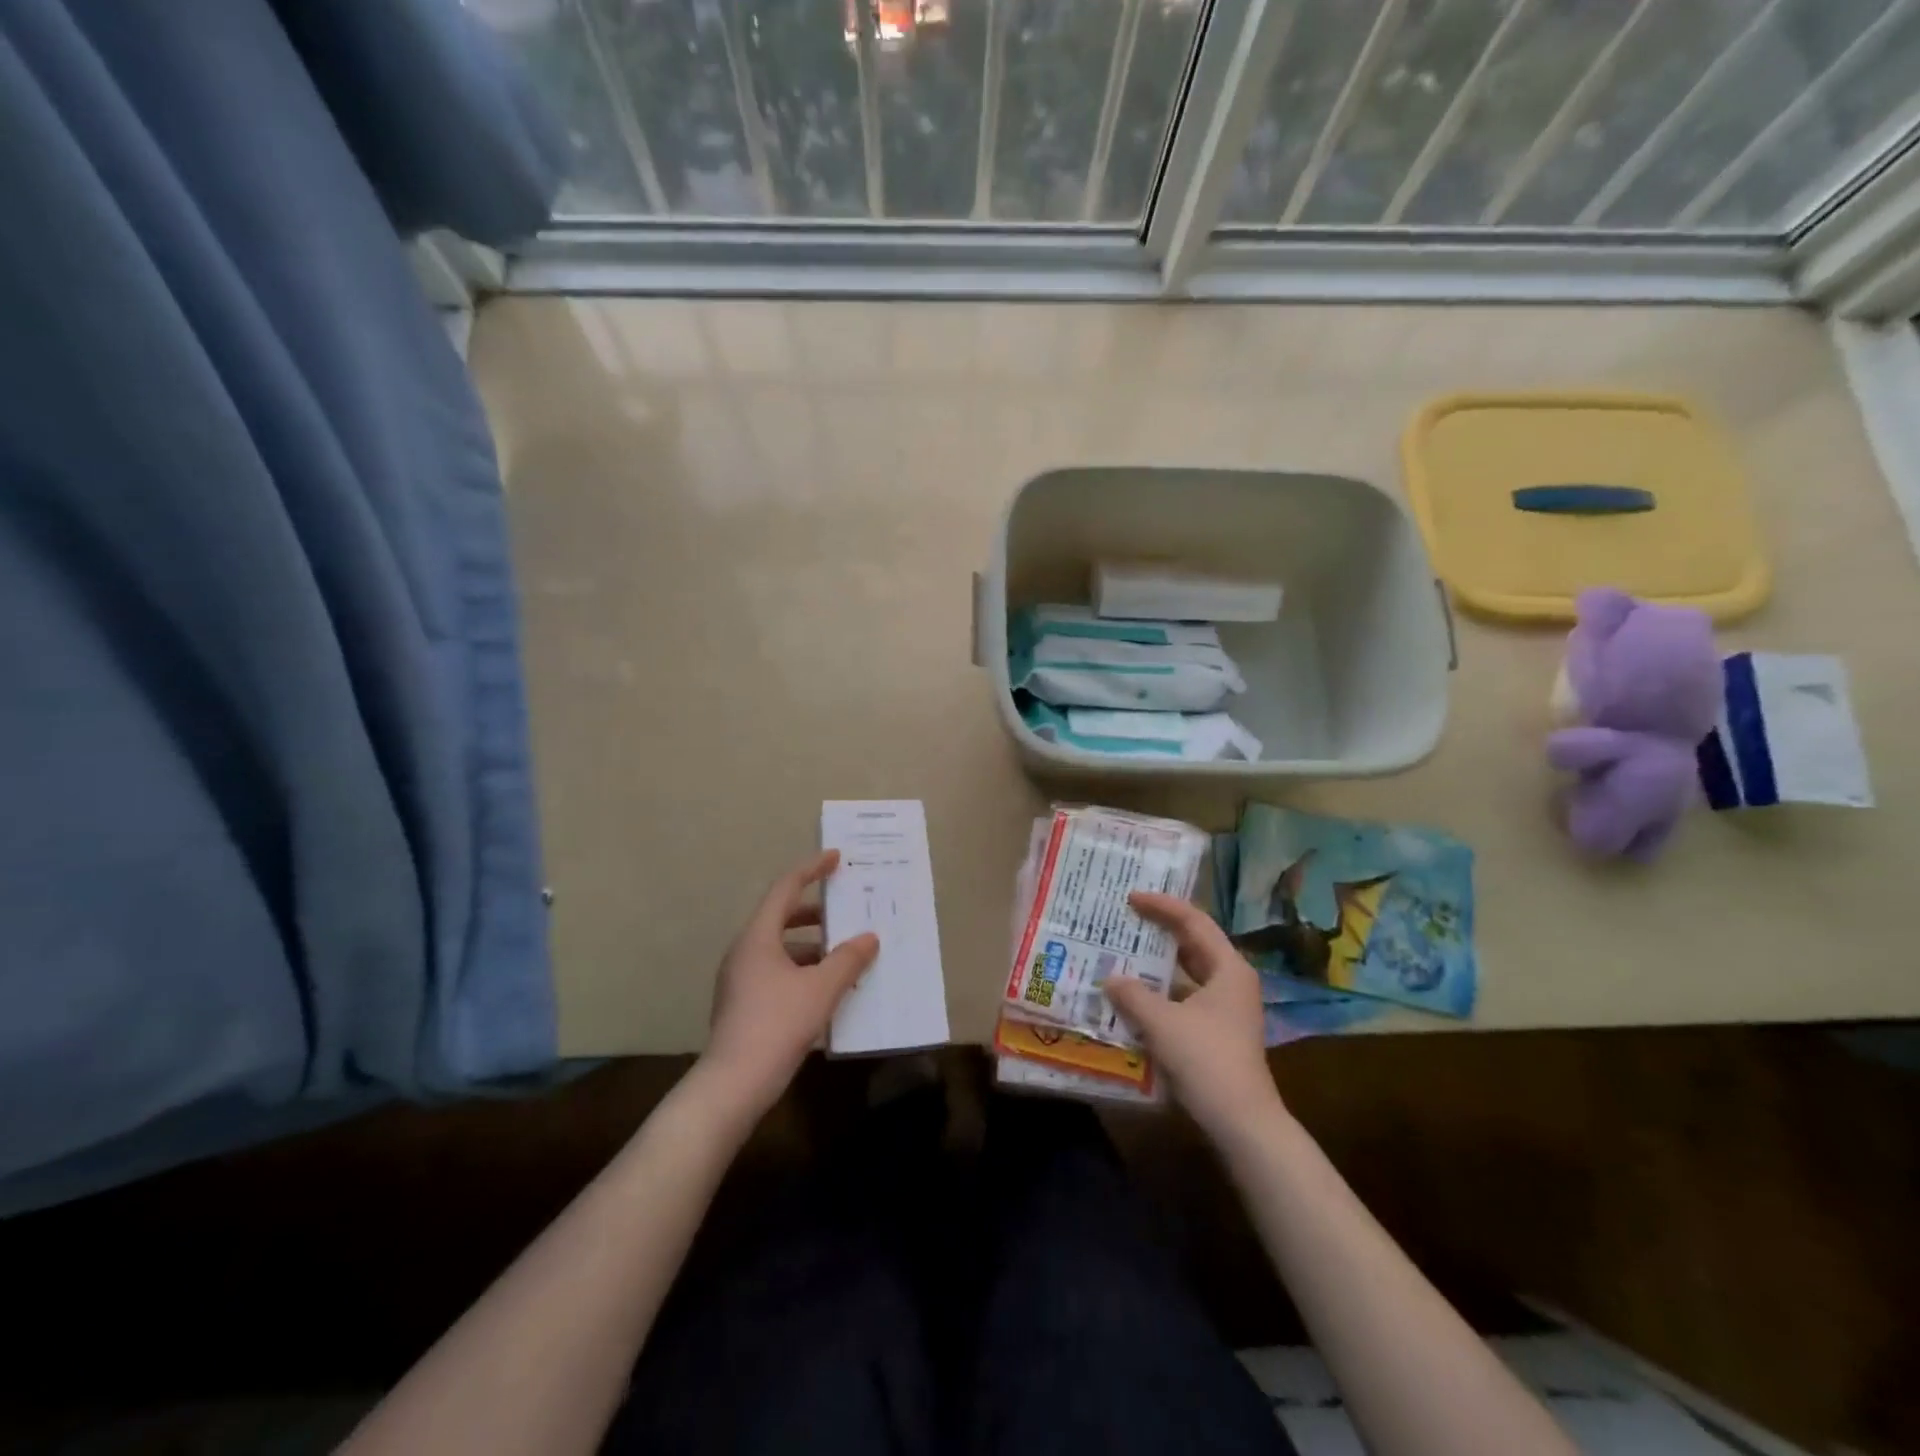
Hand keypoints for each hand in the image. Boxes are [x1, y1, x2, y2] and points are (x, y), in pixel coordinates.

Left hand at [697, 850, 879, 1122]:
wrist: (733, 1084)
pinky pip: (777, 972)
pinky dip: (803, 970)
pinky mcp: (743, 1004)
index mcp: (758, 937)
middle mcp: (745, 951)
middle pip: (781, 917)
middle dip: (816, 912)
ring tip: (845, 955)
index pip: (786, 889)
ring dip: (812, 946)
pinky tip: (828, 989)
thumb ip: (848, 959)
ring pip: (780, 948)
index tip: (835, 859)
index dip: (811, 869)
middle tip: (846, 911)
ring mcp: (740, 979)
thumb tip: (870, 938)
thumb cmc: (777, 1024)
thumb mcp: (822, 989)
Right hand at [1103, 891, 1283, 1140]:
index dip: (1162, 905)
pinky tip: (1134, 998)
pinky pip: (1185, 998)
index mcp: (1228, 967)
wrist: (1243, 1123)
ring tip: (1123, 954)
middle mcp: (1231, 981)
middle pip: (1193, 943)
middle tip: (1125, 920)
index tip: (1131, 897)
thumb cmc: (1206, 1061)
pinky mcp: (1218, 1032)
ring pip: (1188, 973)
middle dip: (1159, 931)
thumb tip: (1109, 978)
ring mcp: (1227, 1008)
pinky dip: (1161, 993)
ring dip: (1158, 964)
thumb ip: (1132, 994)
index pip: (1193, 921)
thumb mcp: (1162, 1022)